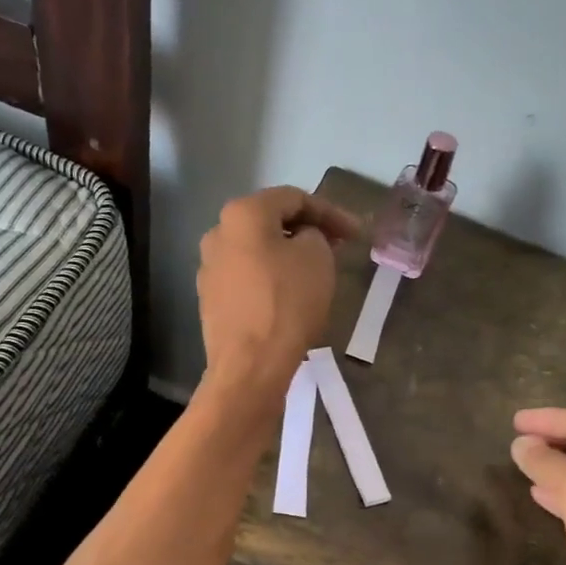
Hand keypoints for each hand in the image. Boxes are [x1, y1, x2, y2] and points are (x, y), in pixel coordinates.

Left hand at [197, 187, 361, 400]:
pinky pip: (247, 279)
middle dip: (306, 231)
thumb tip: (302, 240)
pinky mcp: (211, 300)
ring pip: (257, 252)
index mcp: (242, 213)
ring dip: (287, 256)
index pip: (294, 198)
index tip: (356, 233)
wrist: (250, 366)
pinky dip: (270, 279)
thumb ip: (315, 234)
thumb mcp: (317, 257)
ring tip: (315, 272)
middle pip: (270, 222)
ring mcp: (209, 268)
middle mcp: (218, 233)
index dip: (331, 212)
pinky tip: (289, 296)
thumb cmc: (287, 303)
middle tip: (337, 247)